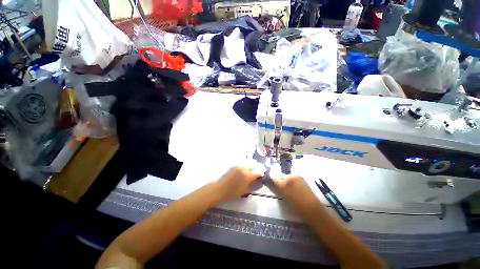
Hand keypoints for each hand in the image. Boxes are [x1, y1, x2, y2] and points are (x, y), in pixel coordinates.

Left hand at [216, 166, 263, 201]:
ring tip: (254, 171)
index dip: (262, 173)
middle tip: (260, 173)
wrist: (220, 188)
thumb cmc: (233, 192)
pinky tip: (247, 170)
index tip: (264, 176)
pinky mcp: (235, 165)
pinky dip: (248, 165)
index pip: (259, 172)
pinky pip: (244, 163)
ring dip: (253, 166)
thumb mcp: (245, 190)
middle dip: (259, 168)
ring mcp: (239, 165)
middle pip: (255, 165)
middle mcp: (244, 168)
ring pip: (249, 163)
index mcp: (247, 175)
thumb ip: (255, 185)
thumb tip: (261, 182)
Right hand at [270, 175, 322, 216]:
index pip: (274, 177)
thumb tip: (271, 182)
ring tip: (286, 189)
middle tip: (278, 188)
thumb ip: (277, 188)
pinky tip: (292, 189)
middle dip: (278, 181)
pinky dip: (290, 182)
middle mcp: (291, 176)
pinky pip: (292, 178)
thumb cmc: (297, 206)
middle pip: (280, 176)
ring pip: (286, 177)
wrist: (313, 210)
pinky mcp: (301, 178)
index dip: (271, 180)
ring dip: (284, 181)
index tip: (269, 183)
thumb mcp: (284, 197)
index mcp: (285, 181)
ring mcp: (297, 176)